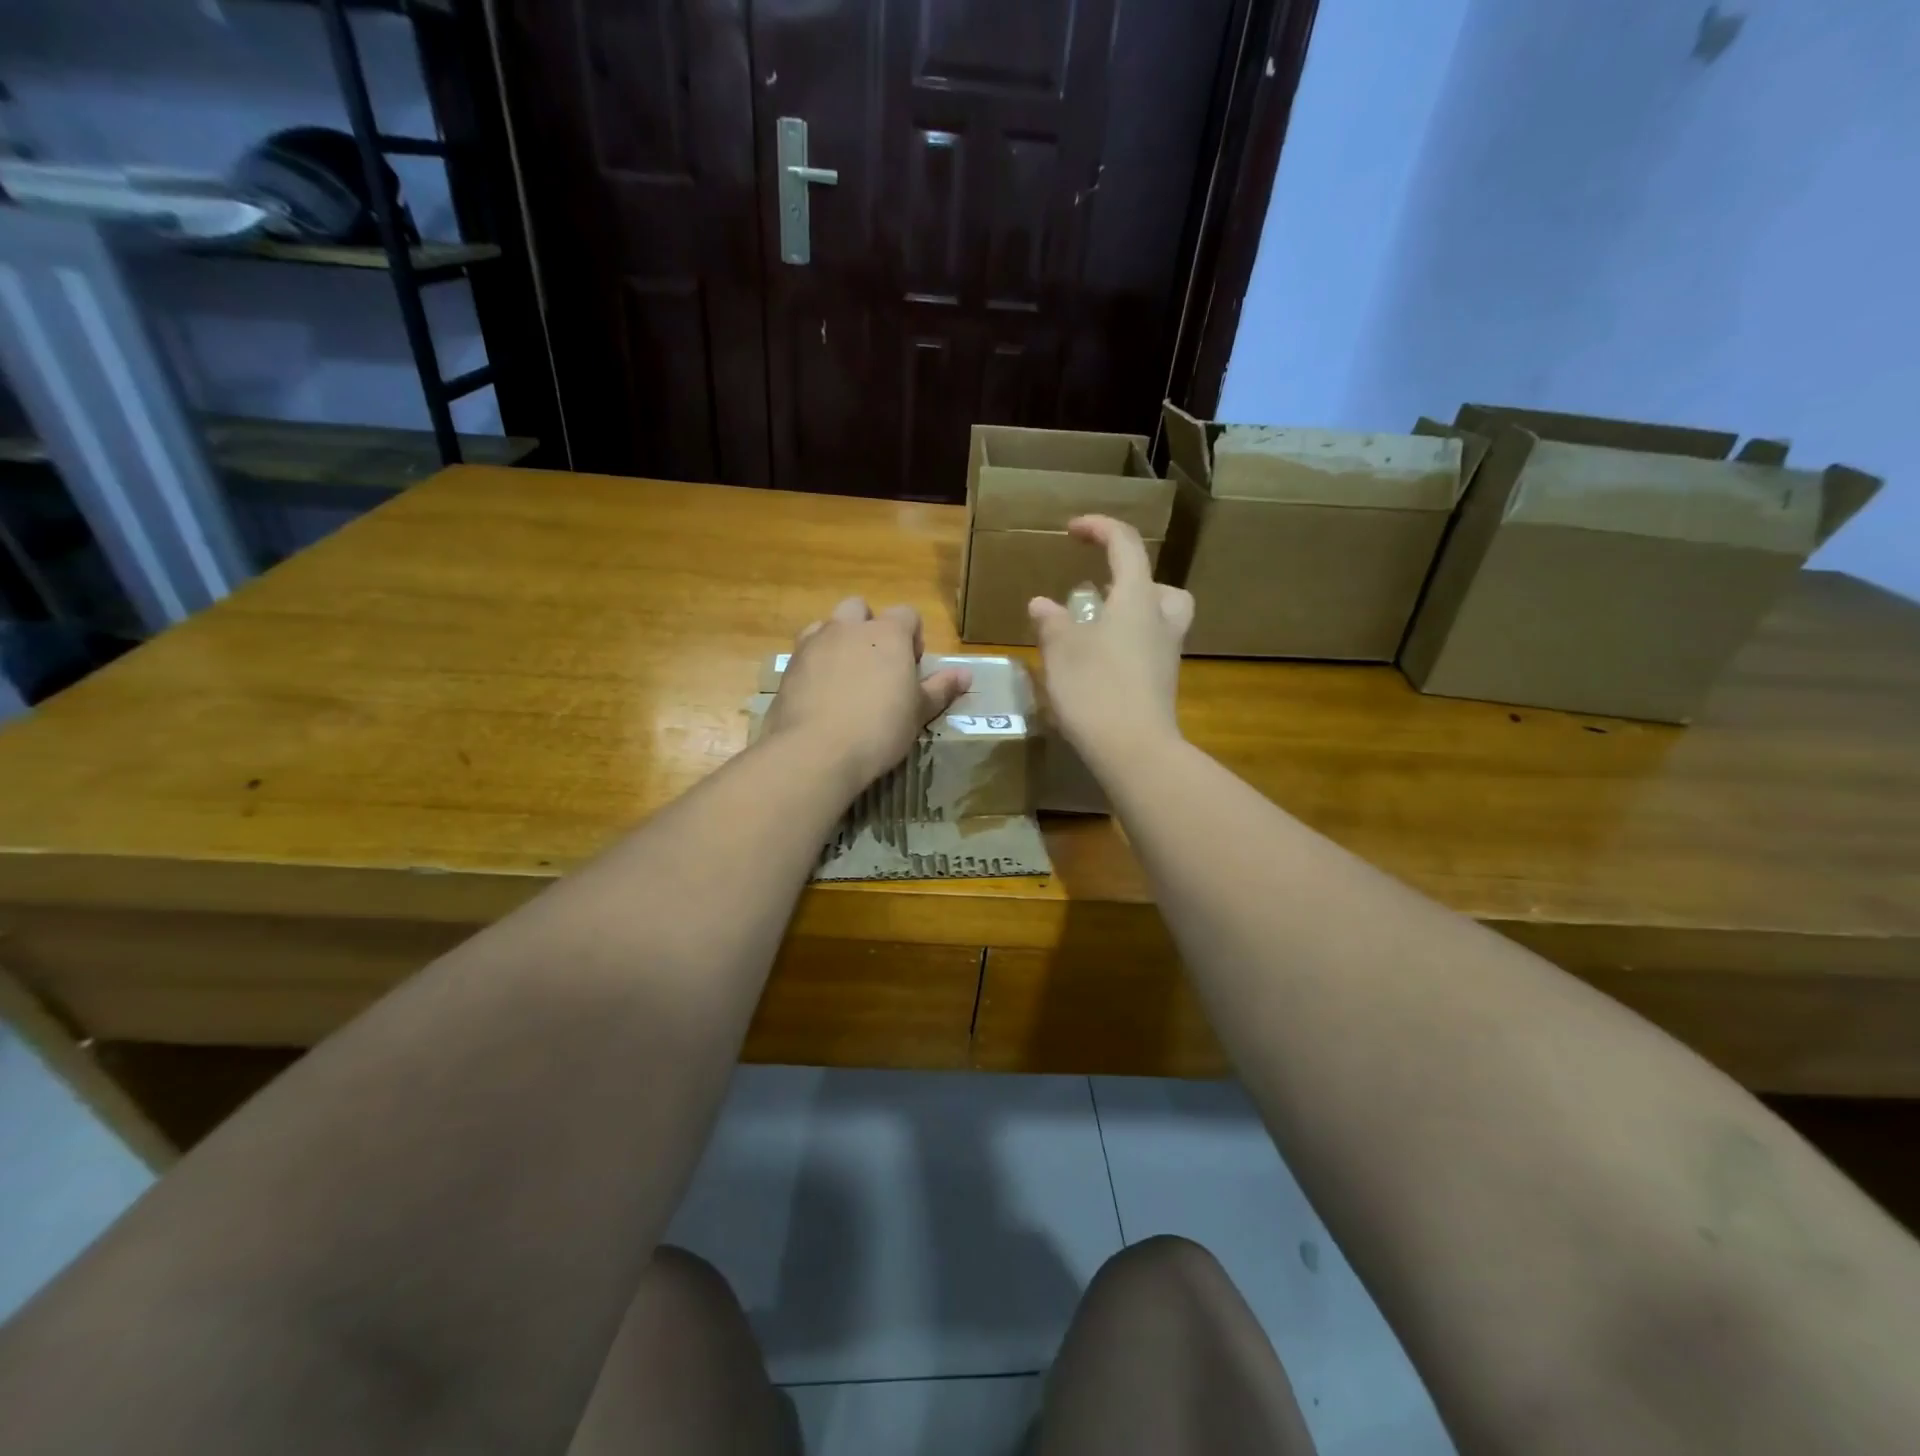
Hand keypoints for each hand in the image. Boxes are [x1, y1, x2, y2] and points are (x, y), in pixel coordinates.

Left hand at [762, 597, 971, 794]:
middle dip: (869, 629)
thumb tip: (966, 675)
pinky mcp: (788, 666)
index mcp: (887, 634)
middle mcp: (848, 628)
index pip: (907, 614)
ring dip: (839, 642)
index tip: (912, 667)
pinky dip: (815, 664)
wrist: (815, 751)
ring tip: (847, 679)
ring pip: (828, 626)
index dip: (913, 636)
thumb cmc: (879, 729)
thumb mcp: (918, 712)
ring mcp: (813, 644)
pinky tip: (821, 695)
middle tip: (877, 666)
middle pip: (860, 609)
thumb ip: (940, 689)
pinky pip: (805, 652)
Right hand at [1029, 515, 1192, 771]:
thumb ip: (1052, 622)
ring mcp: (1167, 654)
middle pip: (1157, 585)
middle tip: (1101, 593)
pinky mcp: (1163, 684)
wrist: (1134, 749)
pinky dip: (1129, 646)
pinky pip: (1150, 649)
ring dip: (1132, 614)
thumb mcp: (1062, 651)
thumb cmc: (1096, 689)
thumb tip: (1043, 604)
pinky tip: (1099, 666)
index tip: (1073, 530)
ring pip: (1160, 618)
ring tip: (1096, 631)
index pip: (1125, 545)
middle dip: (1130, 580)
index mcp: (1137, 599)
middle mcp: (1160, 620)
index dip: (1100, 528)